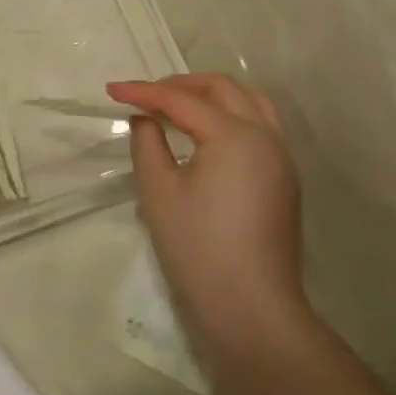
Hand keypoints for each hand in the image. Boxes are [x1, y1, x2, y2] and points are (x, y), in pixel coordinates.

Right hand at [108, 74, 313, 364]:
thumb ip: (148, 143)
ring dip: (211, 96)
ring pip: (249, 103)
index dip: (144, 92)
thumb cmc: (198, 248)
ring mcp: (281, 159)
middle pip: (223, 89)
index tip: (111, 90)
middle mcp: (266, 137)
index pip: (182, 100)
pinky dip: (230, 116)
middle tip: (146, 95)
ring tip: (177, 106)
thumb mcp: (159, 191)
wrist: (251, 310)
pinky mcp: (284, 180)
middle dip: (181, 84)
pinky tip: (205, 135)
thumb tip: (146, 120)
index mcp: (235, 136)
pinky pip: (259, 127)